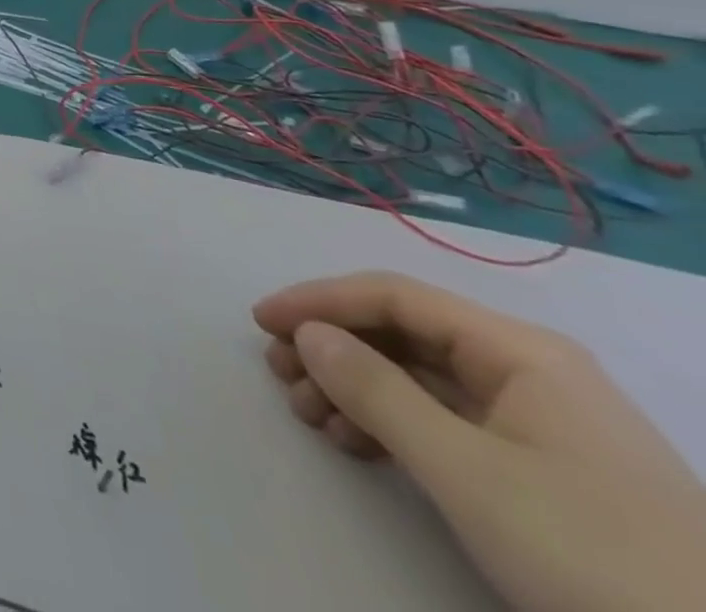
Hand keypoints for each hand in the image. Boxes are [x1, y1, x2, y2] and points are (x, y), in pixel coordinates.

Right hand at [255, 272, 705, 611]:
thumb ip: (376, 391)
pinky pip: (441, 421)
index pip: (394, 297)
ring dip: (352, 388)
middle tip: (279, 376)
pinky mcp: (542, 471)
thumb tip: (308, 334)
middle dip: (331, 350)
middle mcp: (528, 371)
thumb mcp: (469, 473)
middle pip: (402, 335)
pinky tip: (354, 444)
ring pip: (416, 379)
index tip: (261, 321)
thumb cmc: (592, 556)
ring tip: (309, 416)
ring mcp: (538, 423)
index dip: (319, 301)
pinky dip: (388, 424)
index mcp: (521, 352)